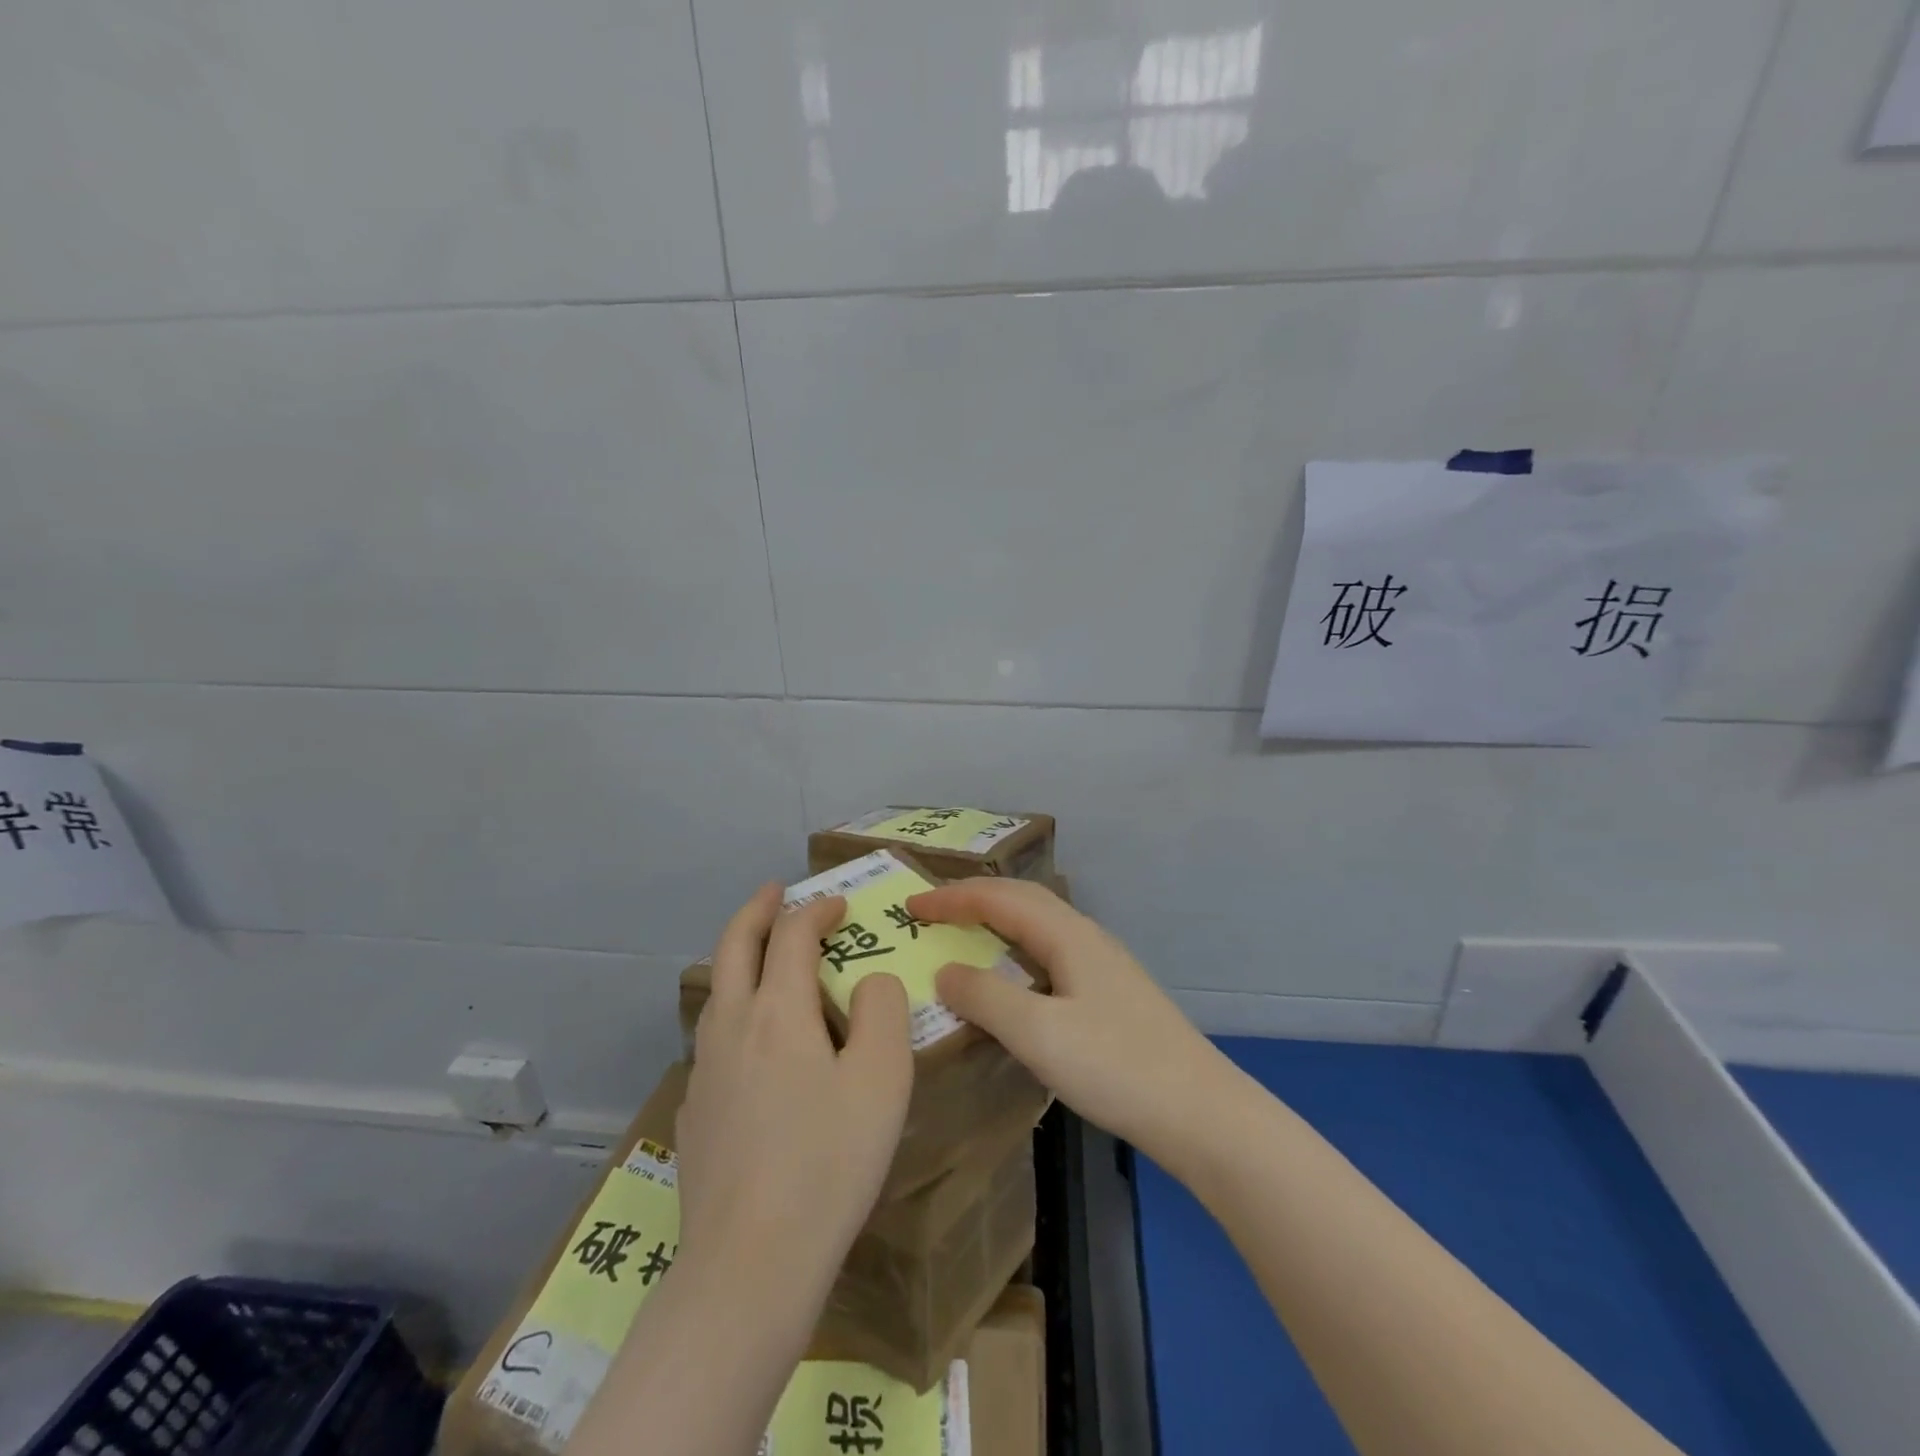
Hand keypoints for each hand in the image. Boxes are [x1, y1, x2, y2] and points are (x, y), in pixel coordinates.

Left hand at [675, 885, 913, 1294]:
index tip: (840, 905)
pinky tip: (750, 1043)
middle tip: (775, 891)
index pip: (792, 935)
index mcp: (778, 1011)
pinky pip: (713, 1039)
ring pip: (716, 991)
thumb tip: (869, 982)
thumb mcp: (883, 1078)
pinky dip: (733, 1011)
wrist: (749, 1264)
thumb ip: (883, 1010)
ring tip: (762, 956)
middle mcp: (732, 1027)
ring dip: (738, 957)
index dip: (817, 910)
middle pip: (734, 946)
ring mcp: (704, 1070)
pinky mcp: (694, 1112)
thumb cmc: (828, 1162)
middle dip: (756, 910)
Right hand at [909, 879, 1230, 1161]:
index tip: (909, 905)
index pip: (998, 898)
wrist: (1200, 1111)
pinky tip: (1012, 976)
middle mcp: (1086, 937)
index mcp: (1067, 935)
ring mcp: (1103, 964)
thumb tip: (945, 970)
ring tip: (963, 931)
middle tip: (931, 908)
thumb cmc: (1115, 1067)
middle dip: (973, 897)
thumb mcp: (1039, 1033)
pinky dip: (1016, 947)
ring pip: (1039, 923)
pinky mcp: (1110, 992)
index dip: (951, 897)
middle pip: (1022, 899)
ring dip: (996, 918)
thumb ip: (986, 997)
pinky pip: (1050, 950)